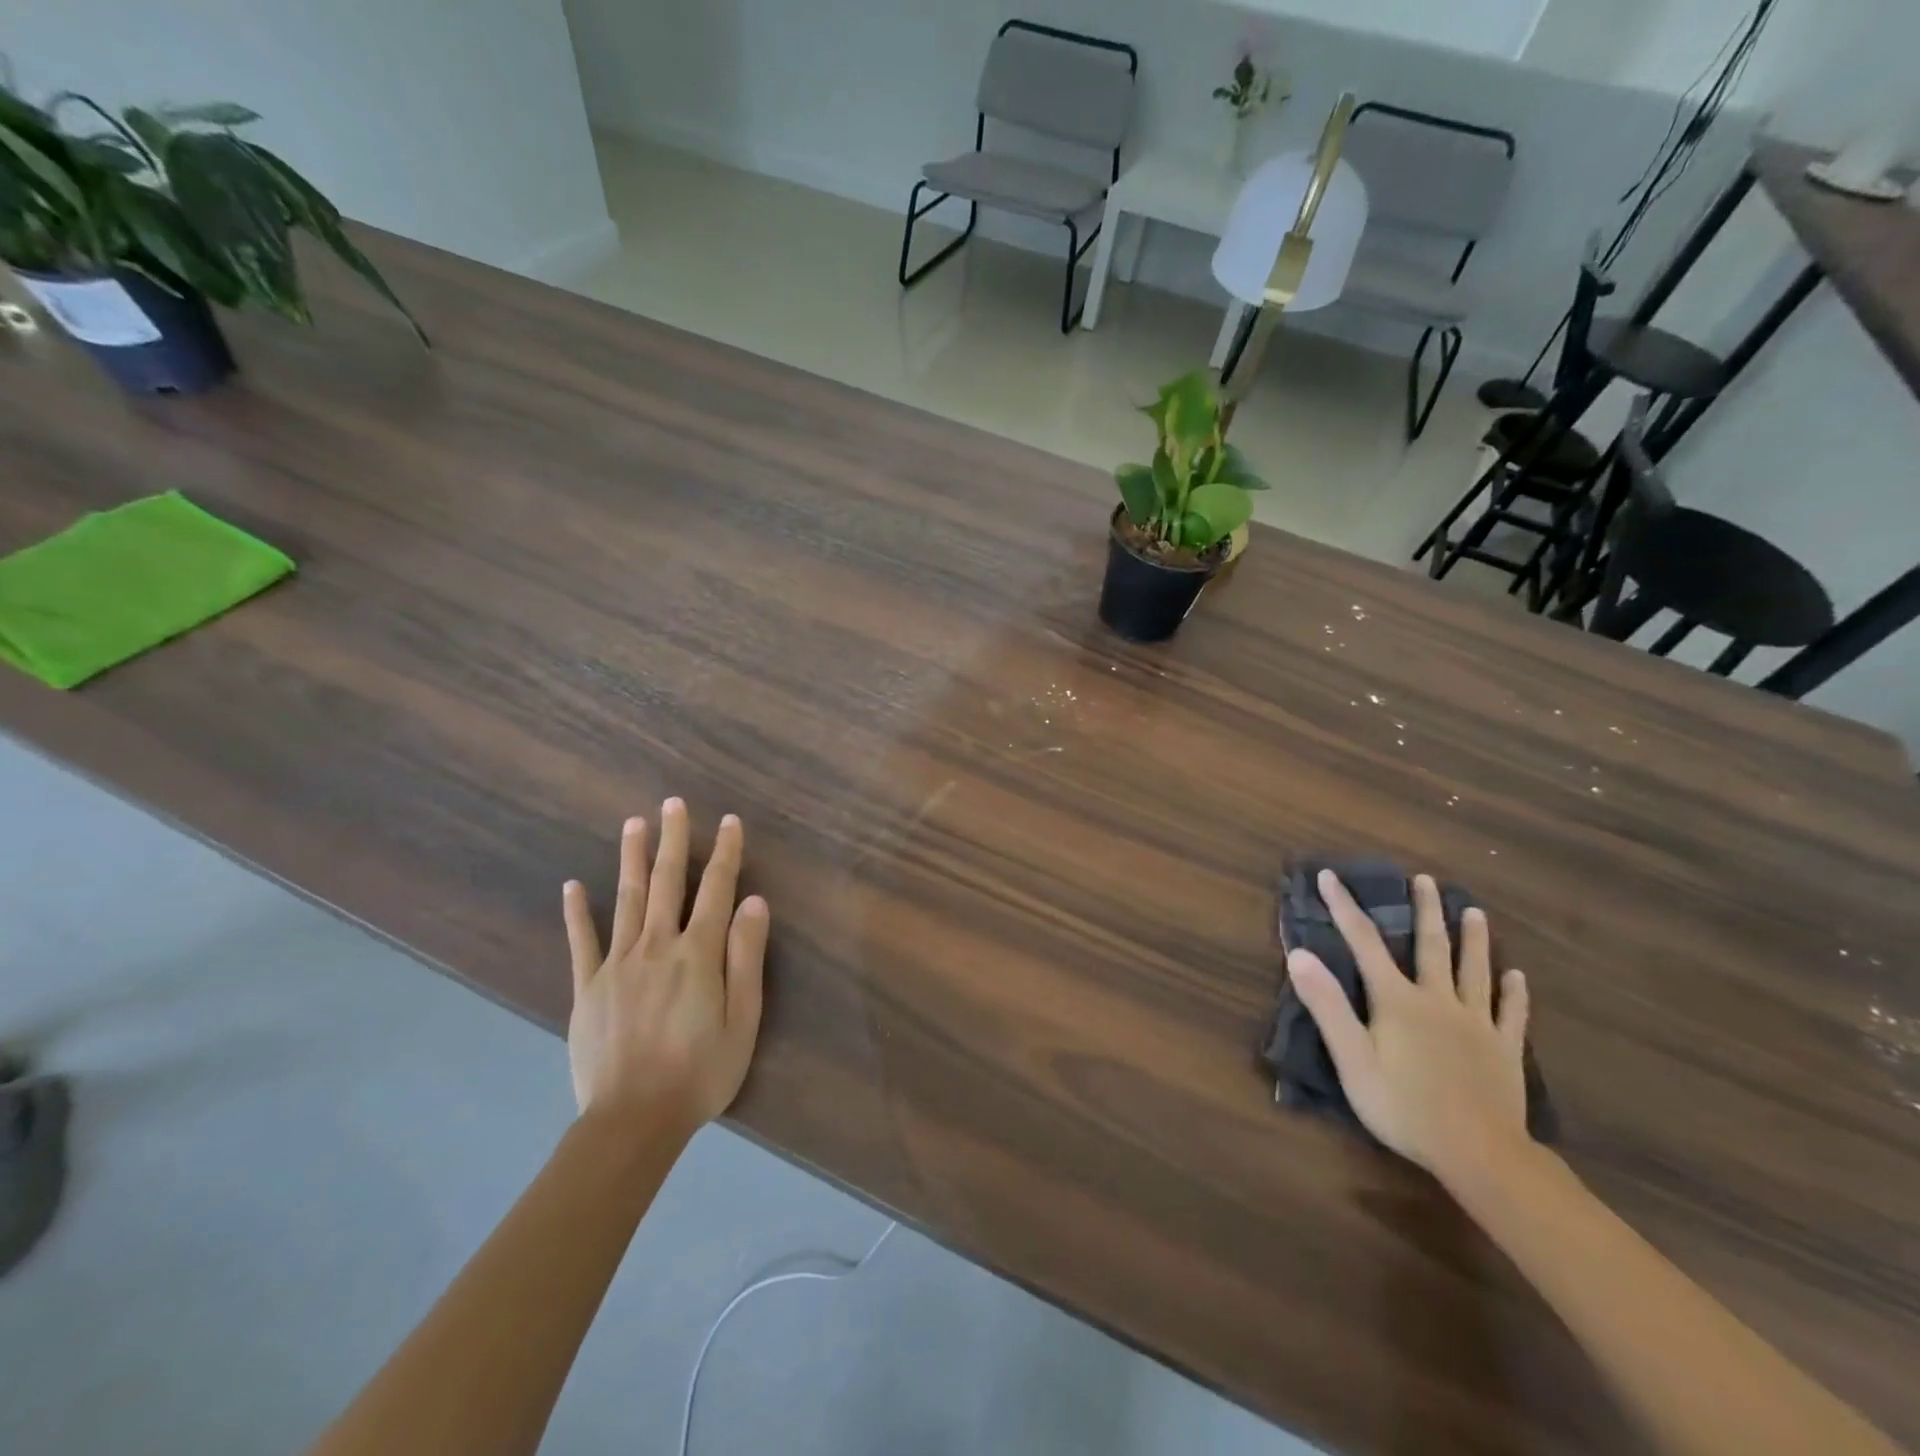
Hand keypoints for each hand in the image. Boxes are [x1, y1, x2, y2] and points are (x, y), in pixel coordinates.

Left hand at [561, 799, 768, 1140]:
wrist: (632, 1122)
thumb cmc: (700, 1073)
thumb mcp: (743, 1019)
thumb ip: (746, 957)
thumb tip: (753, 902)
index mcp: (698, 953)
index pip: (716, 889)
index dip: (725, 852)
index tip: (729, 821)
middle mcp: (657, 946)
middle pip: (667, 882)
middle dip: (672, 840)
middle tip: (672, 803)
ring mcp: (617, 965)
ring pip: (626, 899)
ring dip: (632, 858)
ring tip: (633, 823)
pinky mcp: (587, 988)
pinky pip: (581, 942)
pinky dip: (577, 912)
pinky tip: (573, 885)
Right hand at [1286, 870, 1530, 1189]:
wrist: (1480, 1155)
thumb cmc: (1404, 1106)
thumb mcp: (1351, 1058)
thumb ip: (1327, 1005)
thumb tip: (1299, 954)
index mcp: (1397, 1000)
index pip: (1363, 942)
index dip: (1344, 907)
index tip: (1329, 876)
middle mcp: (1438, 1000)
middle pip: (1431, 946)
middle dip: (1424, 910)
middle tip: (1425, 879)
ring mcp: (1476, 1024)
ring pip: (1475, 971)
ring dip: (1473, 939)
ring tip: (1474, 911)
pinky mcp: (1504, 1050)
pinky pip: (1511, 1014)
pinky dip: (1513, 993)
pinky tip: (1517, 977)